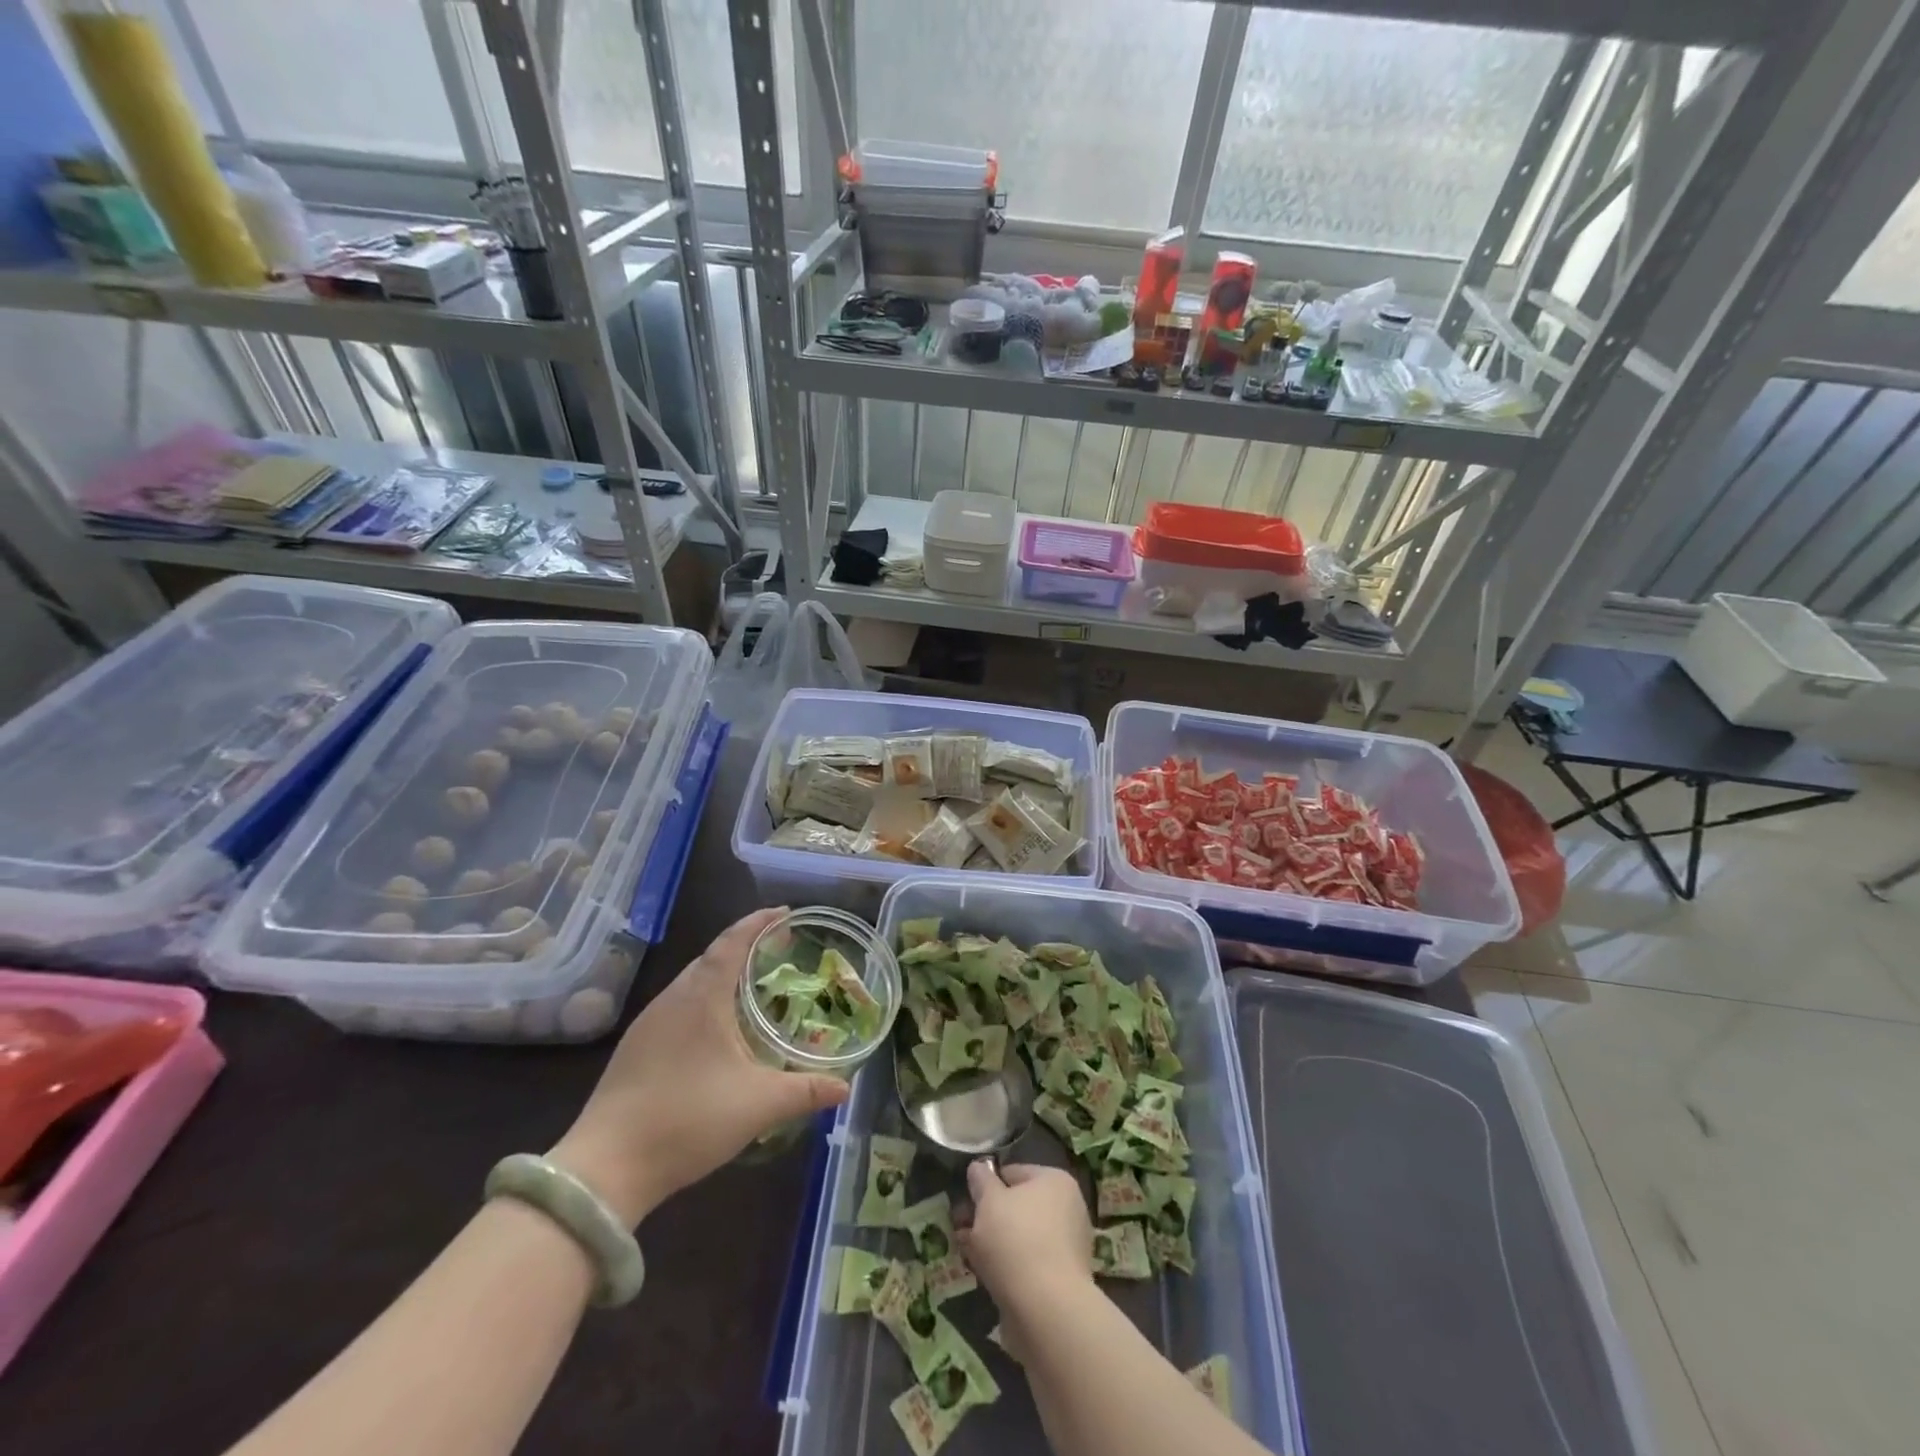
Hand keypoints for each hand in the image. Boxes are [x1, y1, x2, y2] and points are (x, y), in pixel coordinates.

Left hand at [549, 908, 848, 1225]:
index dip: (758, 923)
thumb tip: (845, 1088)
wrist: (605, 1169)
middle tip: (778, 951)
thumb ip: (805, 1092)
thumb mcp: (758, 1105)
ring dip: (722, 975)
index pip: (732, 942)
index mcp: (702, 997)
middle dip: (744, 947)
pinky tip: (716, 1029)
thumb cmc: (687, 1120)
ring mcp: (648, 1024)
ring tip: (752, 986)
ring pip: (691, 983)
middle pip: (711, 958)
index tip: (785, 913)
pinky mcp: (635, 1049)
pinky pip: (677, 1006)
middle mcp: (673, 999)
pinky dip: (704, 1000)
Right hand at [957, 1162, 1093, 1315]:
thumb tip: (978, 1168)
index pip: (1013, 1173)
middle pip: (1018, 1206)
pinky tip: (988, 1278)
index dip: (986, 1186)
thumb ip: (981, 1181)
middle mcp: (1068, 1208)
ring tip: (970, 1256)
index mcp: (1055, 1181)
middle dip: (989, 1218)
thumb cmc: (1016, 1242)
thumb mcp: (989, 1202)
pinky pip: (1030, 1264)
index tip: (966, 1204)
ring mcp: (1069, 1246)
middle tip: (963, 1232)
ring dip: (996, 1245)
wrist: (1047, 1311)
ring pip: (1022, 1237)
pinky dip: (1010, 1268)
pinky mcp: (1064, 1280)